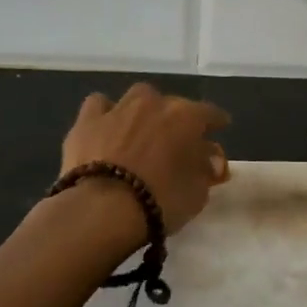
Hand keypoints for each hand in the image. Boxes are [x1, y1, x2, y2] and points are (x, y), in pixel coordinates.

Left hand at [60, 83, 230, 235]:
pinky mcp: (87, 121)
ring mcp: (118, 109)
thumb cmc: (160, 201)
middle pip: (172, 104)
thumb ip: (207, 170)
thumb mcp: (197, 193)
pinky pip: (100, 105)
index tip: (220, 128)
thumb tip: (211, 159)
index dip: (216, 121)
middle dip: (177, 120)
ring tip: (141, 130)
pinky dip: (106, 113)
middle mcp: (154, 104)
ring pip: (137, 97)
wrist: (102, 209)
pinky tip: (107, 128)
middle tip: (176, 141)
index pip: (210, 113)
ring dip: (143, 110)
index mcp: (186, 117)